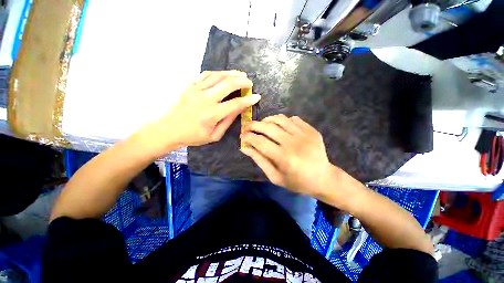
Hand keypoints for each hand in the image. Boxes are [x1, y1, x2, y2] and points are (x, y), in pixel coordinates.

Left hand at [139, 70, 260, 154]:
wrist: (169, 130)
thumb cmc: (193, 136)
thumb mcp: (214, 135)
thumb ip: (228, 121)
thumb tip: (239, 109)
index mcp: (212, 114)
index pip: (235, 104)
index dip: (248, 100)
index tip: (257, 97)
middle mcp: (205, 99)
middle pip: (228, 84)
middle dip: (242, 81)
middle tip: (250, 83)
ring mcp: (196, 90)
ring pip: (218, 76)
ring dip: (231, 74)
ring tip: (241, 74)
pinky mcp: (189, 86)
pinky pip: (206, 75)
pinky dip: (217, 73)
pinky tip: (224, 74)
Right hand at [241, 115, 332, 196]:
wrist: (324, 178)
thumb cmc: (297, 182)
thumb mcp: (275, 176)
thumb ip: (259, 160)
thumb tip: (245, 148)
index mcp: (284, 158)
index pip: (260, 142)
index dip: (248, 137)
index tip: (242, 137)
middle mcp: (293, 143)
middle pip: (268, 127)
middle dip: (253, 125)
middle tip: (247, 127)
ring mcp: (304, 134)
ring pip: (280, 119)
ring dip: (267, 119)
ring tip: (261, 124)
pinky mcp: (311, 130)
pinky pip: (293, 119)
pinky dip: (282, 120)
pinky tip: (279, 126)